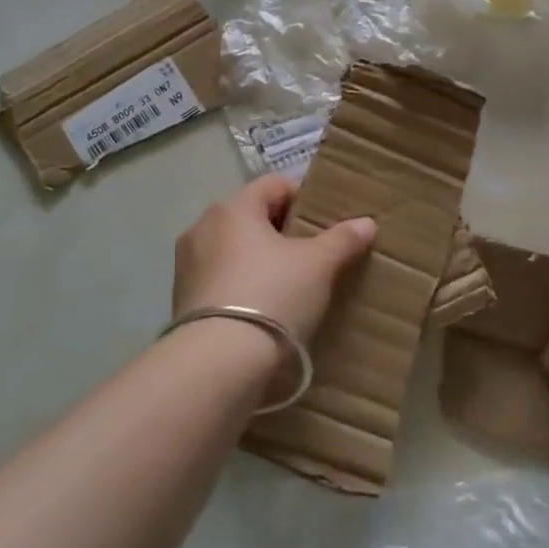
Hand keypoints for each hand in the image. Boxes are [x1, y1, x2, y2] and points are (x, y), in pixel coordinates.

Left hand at [173, 176, 376, 344]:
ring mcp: (188, 263)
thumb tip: (367, 222)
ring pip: (233, 248)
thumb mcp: (317, 266)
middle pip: (251, 216)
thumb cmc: (272, 295)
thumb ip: (341, 240)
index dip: (304, 197)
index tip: (326, 221)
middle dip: (282, 230)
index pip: (274, 185)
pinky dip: (241, 283)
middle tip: (313, 252)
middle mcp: (203, 226)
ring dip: (259, 258)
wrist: (218, 362)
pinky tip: (262, 307)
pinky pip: (220, 277)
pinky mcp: (181, 298)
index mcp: (233, 207)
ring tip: (289, 283)